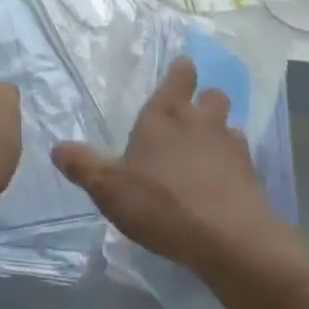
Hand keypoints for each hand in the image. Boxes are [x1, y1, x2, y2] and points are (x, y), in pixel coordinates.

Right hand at [51, 57, 289, 275]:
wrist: (228, 237)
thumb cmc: (162, 203)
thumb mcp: (110, 189)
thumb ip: (84, 166)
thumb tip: (57, 147)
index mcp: (166, 114)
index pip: (181, 74)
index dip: (180, 72)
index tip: (179, 74)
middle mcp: (202, 120)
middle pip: (212, 95)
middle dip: (204, 102)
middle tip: (189, 121)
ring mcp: (231, 144)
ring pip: (229, 126)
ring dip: (219, 135)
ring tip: (205, 157)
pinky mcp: (251, 172)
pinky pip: (241, 158)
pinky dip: (232, 166)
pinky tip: (221, 186)